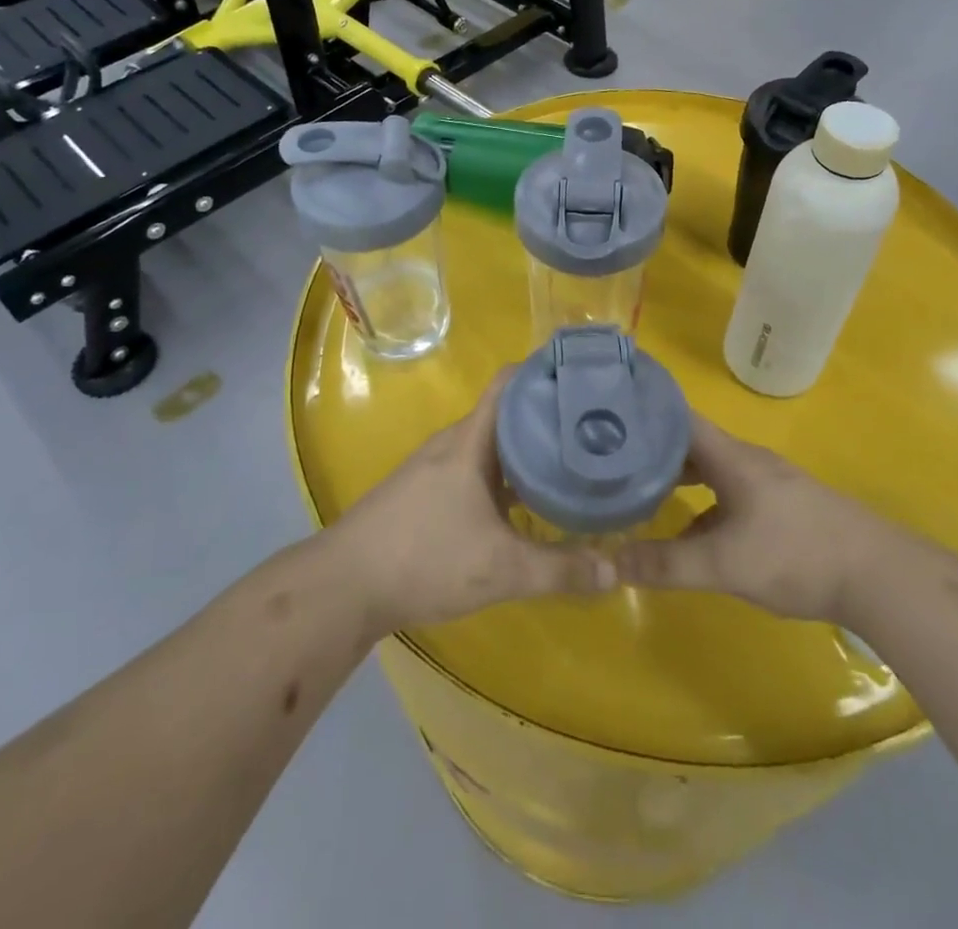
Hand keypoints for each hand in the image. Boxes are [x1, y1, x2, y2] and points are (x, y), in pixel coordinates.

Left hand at [333, 370, 615, 635]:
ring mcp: (436, 466)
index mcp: (470, 440)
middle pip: (506, 412)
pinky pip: (476, 467)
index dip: (545, 370)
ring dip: (526, 446)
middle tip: (594, 425)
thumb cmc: (423, 559)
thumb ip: (559, 570)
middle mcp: (454, 443)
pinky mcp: (426, 491)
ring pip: (491, 443)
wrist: (343, 586)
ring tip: (569, 458)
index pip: (510, 382)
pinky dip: (506, 473)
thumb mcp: (500, 569)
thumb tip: (615, 571)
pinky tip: (526, 501)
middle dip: (547, 414)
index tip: (584, 375)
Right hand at [616, 415, 871, 622]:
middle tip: (612, 459)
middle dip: (652, 448)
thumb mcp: (725, 564)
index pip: (678, 416)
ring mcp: (767, 483)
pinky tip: (691, 535)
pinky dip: (703, 504)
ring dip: (678, 477)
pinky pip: (729, 493)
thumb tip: (609, 563)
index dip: (643, 410)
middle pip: (691, 442)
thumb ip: (667, 563)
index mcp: (731, 457)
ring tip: (641, 492)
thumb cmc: (796, 555)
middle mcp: (746, 460)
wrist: (879, 576)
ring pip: (711, 470)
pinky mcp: (781, 508)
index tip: (607, 414)